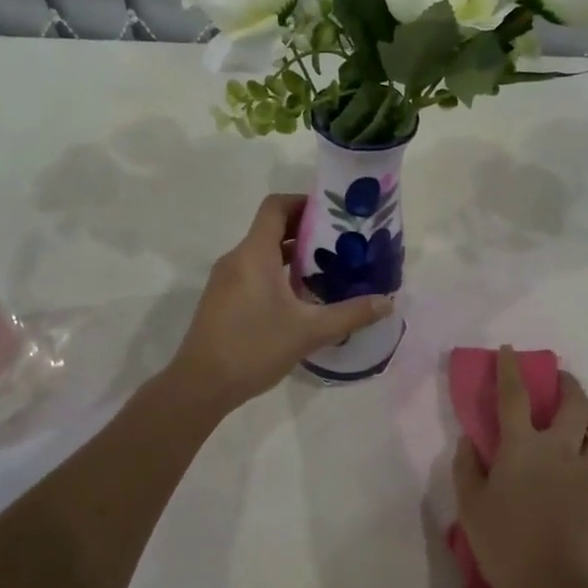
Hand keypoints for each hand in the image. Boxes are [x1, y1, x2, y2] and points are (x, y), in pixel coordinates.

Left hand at [166, 194, 392, 413]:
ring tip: (327, 268)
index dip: (303, 202)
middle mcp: (237, 258)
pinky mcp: (222, 299)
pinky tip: (300, 297)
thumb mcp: (309, 332)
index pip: (275, 207)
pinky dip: (277, 273)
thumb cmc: (253, 348)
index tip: (332, 213)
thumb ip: (350, 314)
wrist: (200, 385)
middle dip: (306, 231)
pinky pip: (253, 272)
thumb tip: (387, 303)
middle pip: (271, 228)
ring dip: (292, 254)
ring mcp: (226, 279)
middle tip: (340, 243)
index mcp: (254, 254)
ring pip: (262, 252)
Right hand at [454, 346, 587, 587]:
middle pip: (575, 402)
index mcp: (522, 447)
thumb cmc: (504, 545)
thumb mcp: (470, 506)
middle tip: (562, 384)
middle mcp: (561, 449)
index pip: (514, 394)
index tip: (510, 350)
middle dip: (569, 384)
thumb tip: (470, 440)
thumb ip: (467, 467)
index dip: (510, 367)